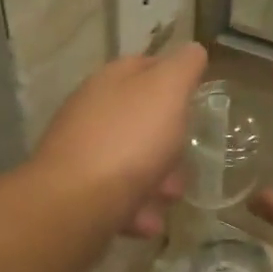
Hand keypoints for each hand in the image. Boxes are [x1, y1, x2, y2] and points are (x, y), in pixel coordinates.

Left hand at [32, 43, 208, 239]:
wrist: (75, 204)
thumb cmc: (128, 140)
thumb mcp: (167, 91)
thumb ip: (183, 67)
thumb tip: (193, 49)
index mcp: (110, 82)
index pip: (144, 66)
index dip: (173, 77)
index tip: (197, 97)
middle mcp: (91, 113)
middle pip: (141, 121)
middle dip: (169, 144)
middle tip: (185, 159)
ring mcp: (82, 154)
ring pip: (132, 163)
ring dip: (158, 182)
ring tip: (167, 198)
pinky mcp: (78, 194)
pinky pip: (118, 198)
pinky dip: (136, 209)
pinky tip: (146, 221)